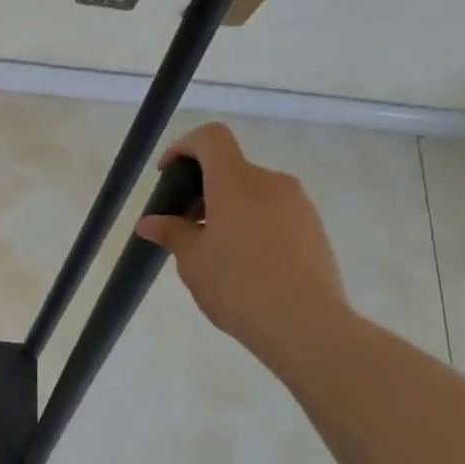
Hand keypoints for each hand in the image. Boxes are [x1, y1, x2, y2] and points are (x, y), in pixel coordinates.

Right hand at [134, 122, 352, 359]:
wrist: (306, 326)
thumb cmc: (238, 286)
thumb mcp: (192, 261)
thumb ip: (172, 233)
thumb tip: (150, 223)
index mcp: (235, 182)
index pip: (210, 138)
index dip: (184, 147)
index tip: (168, 176)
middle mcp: (270, 182)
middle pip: (230, 167)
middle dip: (203, 188)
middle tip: (185, 224)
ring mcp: (298, 204)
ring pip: (253, 191)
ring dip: (229, 207)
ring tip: (215, 248)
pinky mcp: (314, 228)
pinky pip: (275, 212)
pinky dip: (253, 222)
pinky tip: (246, 262)